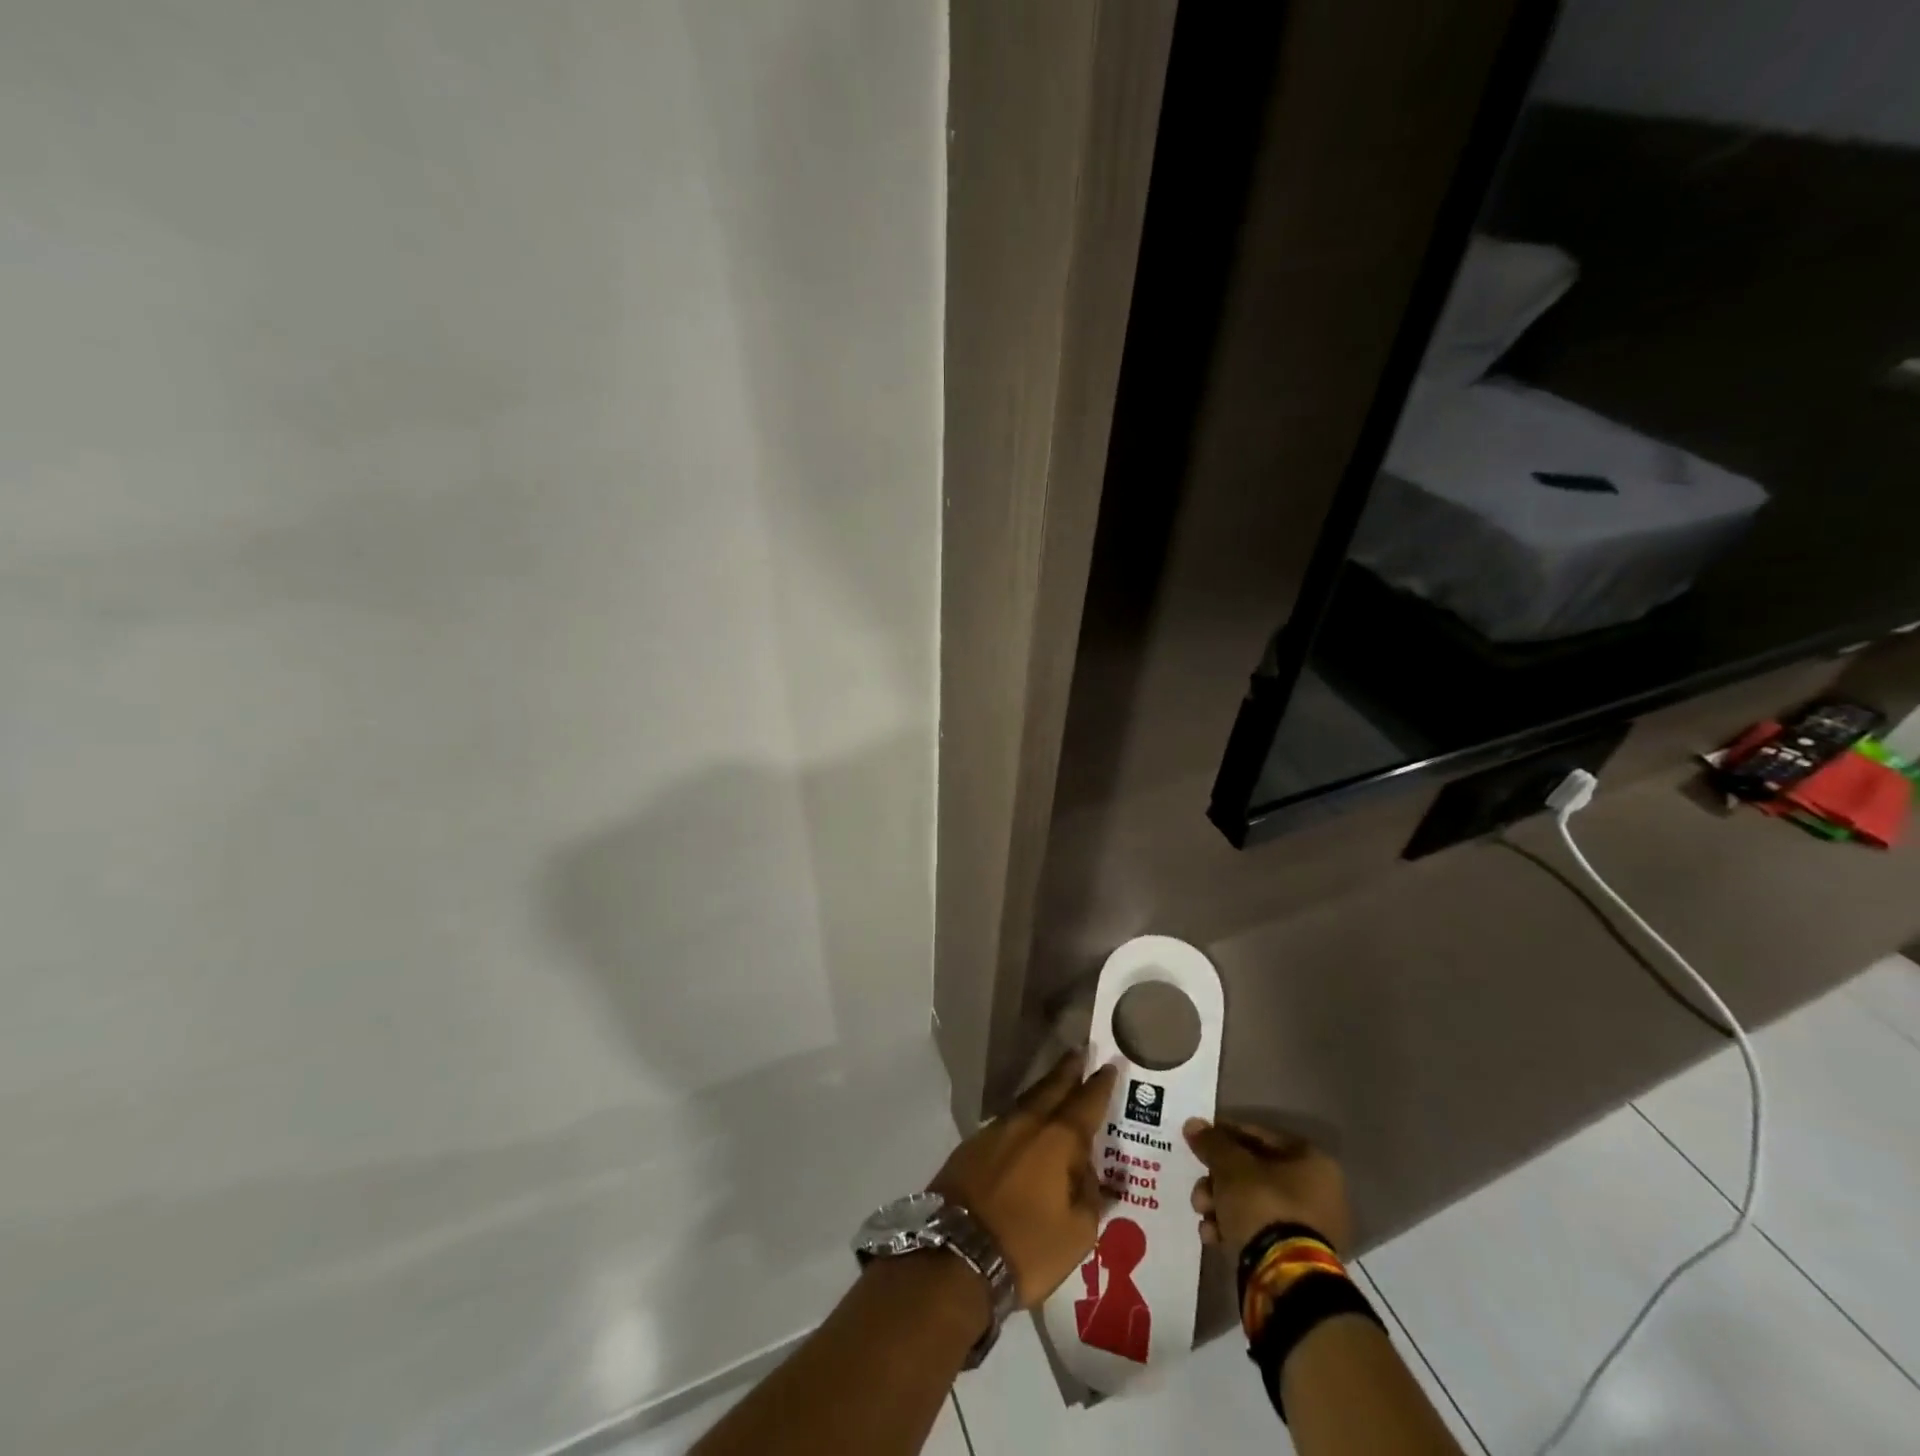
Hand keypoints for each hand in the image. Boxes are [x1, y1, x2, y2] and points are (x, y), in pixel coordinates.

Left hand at [929, 1052, 1117, 1308]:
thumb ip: (1090, 1197)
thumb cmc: (1026, 1247)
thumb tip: (1090, 1173)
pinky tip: (1026, 1119)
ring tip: (1057, 1079)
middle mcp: (1027, 1125)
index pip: (1086, 1104)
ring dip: (1045, 1088)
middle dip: (1068, 1070)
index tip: (1109, 1064)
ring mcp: (995, 1131)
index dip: (1100, 1085)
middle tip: (1080, 1051)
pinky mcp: (972, 1145)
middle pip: (1052, 1089)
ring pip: (1027, 1101)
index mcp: (1058, 1141)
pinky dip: (1023, 1112)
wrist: (955, 1253)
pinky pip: (1007, 1119)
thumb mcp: (1077, 1234)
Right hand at [1185, 1118, 1353, 1259]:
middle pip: (1254, 1173)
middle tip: (1199, 1190)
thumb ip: (1212, 1142)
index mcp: (1312, 1161)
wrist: (1285, 1277)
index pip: (1260, 1136)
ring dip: (1221, 1206)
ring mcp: (1312, 1228)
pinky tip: (1213, 1236)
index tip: (1199, 1143)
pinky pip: (1261, 1231)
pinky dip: (1235, 1229)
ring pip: (1254, 1203)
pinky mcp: (1299, 1257)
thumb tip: (1193, 1124)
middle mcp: (1319, 1191)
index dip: (1225, 1136)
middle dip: (1218, 1180)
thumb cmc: (1263, 1205)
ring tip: (1202, 1216)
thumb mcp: (1230, 1166)